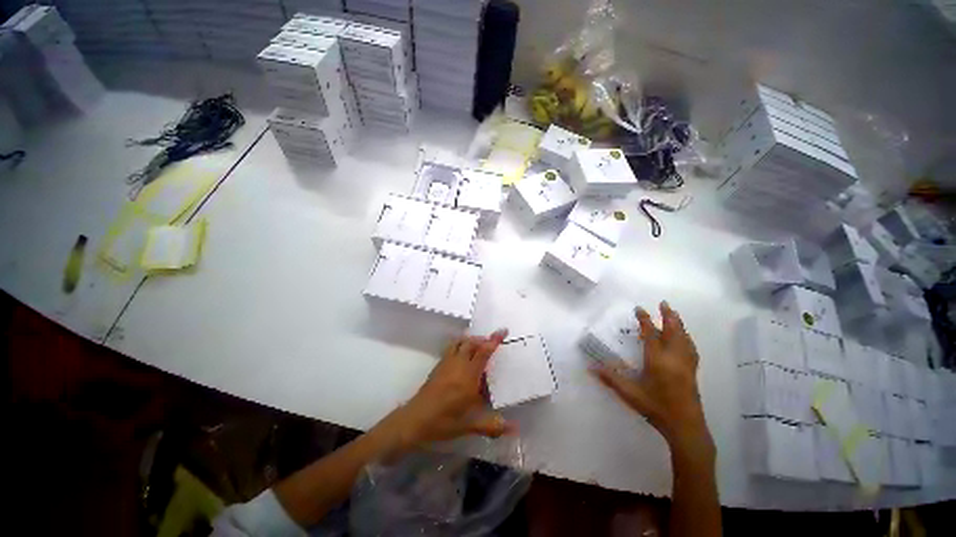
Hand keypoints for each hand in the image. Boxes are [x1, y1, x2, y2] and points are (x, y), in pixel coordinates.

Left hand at [387, 330, 513, 451]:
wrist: (415, 420)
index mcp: (468, 376)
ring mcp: (446, 363)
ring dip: (470, 340)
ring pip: (460, 343)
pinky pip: (451, 348)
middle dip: (482, 339)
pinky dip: (460, 344)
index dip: (494, 340)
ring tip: (479, 344)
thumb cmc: (444, 421)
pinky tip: (462, 354)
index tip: (503, 330)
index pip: (483, 352)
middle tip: (492, 341)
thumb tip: (515, 429)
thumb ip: (492, 425)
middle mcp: (458, 365)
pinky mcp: (438, 366)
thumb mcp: (469, 425)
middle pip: (471, 343)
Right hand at [593, 302, 713, 456]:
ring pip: (684, 338)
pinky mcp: (692, 371)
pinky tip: (685, 338)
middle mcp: (674, 358)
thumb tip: (590, 367)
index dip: (645, 320)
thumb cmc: (656, 408)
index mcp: (658, 360)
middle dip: (668, 316)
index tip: (639, 309)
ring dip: (678, 324)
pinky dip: (686, 337)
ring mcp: (686, 364)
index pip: (651, 334)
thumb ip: (610, 379)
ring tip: (674, 315)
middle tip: (664, 303)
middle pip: (673, 331)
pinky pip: (690, 348)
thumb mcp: (630, 394)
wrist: (686, 427)